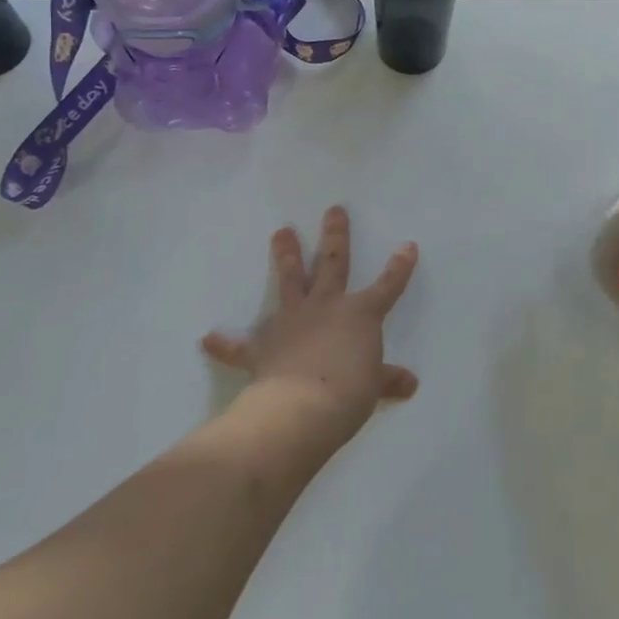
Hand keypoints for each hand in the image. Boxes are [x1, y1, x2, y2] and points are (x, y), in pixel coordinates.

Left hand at [201, 207, 418, 438]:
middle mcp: (326, 307)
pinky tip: (208, 338)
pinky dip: (225, 343)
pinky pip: (240, 345)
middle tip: (333, 210)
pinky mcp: (263, 346)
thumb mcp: (374, 386)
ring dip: (285, 256)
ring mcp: (292, 322)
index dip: (399, 266)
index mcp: (360, 314)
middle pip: (332, 264)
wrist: (301, 408)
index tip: (407, 245)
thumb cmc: (348, 392)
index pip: (387, 285)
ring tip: (280, 232)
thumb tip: (410, 383)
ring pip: (290, 281)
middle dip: (335, 236)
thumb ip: (388, 380)